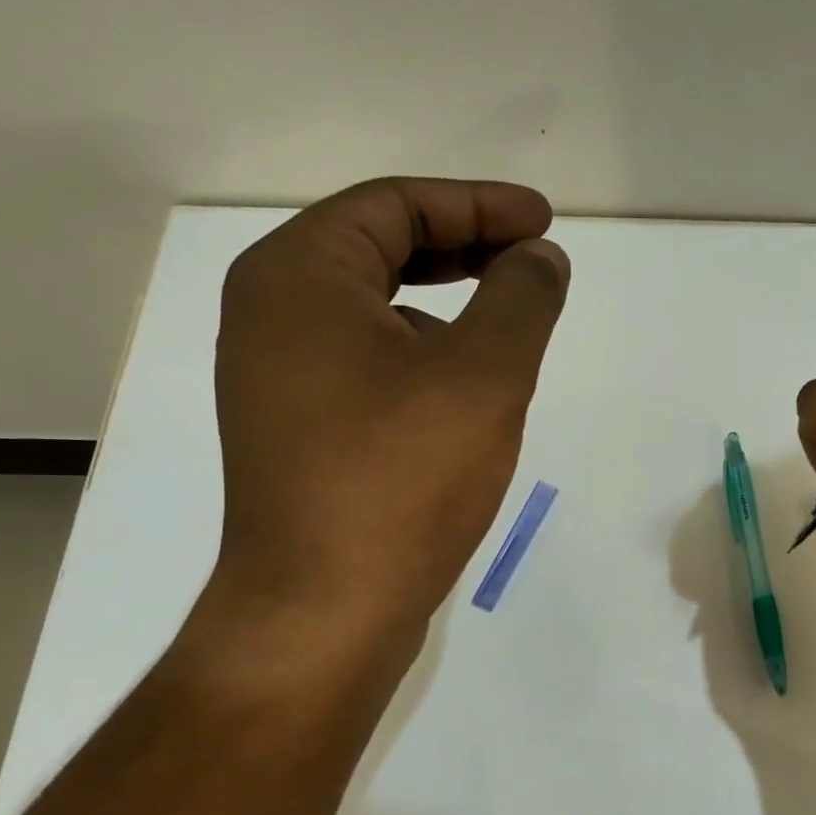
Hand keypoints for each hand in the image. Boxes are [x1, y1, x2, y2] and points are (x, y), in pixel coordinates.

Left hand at [208, 177, 569, 630]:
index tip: (544, 222)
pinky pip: (366, 362)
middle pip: (378, 249)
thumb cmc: (402, 479)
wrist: (326, 609)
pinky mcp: (297, 430)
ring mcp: (278, 378)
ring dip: (444, 302)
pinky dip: (421, 353)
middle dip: (463, 247)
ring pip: (373, 310)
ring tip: (508, 325)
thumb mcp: (484, 375)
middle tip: (532, 259)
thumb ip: (521, 298)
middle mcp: (272, 314)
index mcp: (300, 277)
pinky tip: (465, 391)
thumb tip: (539, 258)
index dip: (479, 204)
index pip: (396, 206)